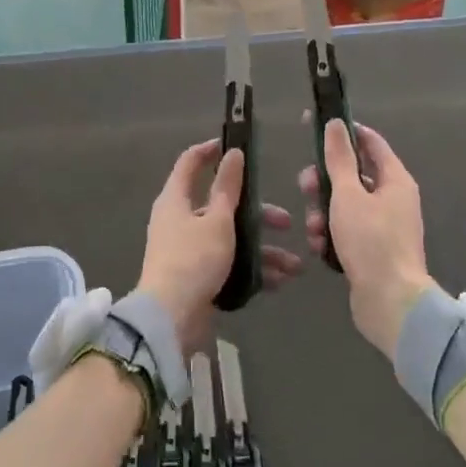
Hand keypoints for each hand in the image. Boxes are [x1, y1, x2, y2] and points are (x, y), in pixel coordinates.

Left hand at [137, 139, 300, 350]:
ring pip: (230, 239)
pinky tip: (278, 282)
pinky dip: (251, 270)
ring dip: (263, 250)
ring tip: (294, 266)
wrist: (170, 319)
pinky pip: (228, 264)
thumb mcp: (217, 220)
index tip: (238, 147)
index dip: (212, 151)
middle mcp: (180, 220)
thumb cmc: (194, 259)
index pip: (190, 163)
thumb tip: (233, 154)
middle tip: (286, 222)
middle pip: (221, 206)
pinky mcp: (197, 275)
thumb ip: (228, 188)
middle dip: (258, 214)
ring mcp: (188, 249)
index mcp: (176, 199)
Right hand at [299, 120, 440, 361]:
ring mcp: (384, 226)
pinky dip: (331, 235)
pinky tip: (319, 247)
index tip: (315, 127)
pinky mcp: (373, 250)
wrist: (390, 302)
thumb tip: (335, 123)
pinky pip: (347, 231)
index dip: (343, 132)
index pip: (370, 142)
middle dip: (324, 182)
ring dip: (323, 213)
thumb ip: (339, 158)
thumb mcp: (348, 195)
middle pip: (352, 176)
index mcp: (395, 180)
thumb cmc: (371, 241)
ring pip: (344, 205)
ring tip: (313, 229)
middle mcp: (392, 199)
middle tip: (305, 188)